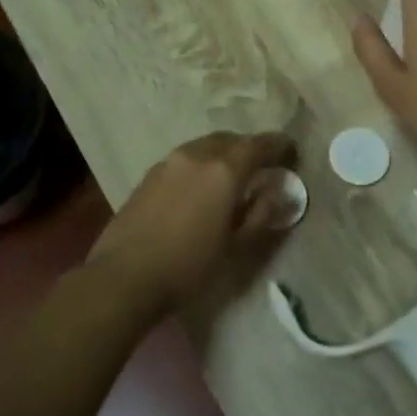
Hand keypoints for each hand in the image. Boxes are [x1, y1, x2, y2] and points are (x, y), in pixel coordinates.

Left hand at [87, 131, 296, 315]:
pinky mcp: (150, 173)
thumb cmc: (189, 266)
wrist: (125, 275)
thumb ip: (262, 214)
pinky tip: (200, 188)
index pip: (260, 145)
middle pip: (231, 140)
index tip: (292, 154)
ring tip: (232, 178)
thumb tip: (279, 193)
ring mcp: (169, 161)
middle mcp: (197, 154)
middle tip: (262, 167)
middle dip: (250, 149)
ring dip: (224, 154)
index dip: (279, 146)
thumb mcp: (235, 246)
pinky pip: (186, 158)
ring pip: (205, 146)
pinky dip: (201, 164)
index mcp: (224, 170)